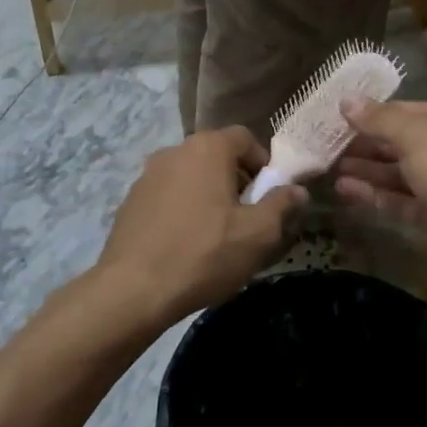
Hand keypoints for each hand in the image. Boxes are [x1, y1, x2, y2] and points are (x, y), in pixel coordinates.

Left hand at [94, 126, 306, 330]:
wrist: (133, 289)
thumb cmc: (204, 254)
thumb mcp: (257, 234)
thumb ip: (281, 205)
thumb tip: (297, 189)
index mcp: (207, 149)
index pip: (244, 138)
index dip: (263, 163)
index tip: (268, 195)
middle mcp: (174, 151)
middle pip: (216, 155)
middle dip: (236, 180)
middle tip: (246, 217)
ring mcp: (147, 175)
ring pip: (190, 175)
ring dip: (208, 195)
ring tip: (216, 234)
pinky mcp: (130, 200)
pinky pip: (167, 195)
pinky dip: (182, 209)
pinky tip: (186, 243)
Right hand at [334, 99, 426, 284]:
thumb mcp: (418, 136)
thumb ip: (380, 120)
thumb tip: (346, 100)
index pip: (411, 111)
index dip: (375, 113)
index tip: (340, 116)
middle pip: (404, 142)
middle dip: (368, 144)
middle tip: (329, 144)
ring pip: (401, 174)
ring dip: (368, 170)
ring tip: (330, 168)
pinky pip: (402, 201)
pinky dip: (376, 195)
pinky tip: (345, 191)